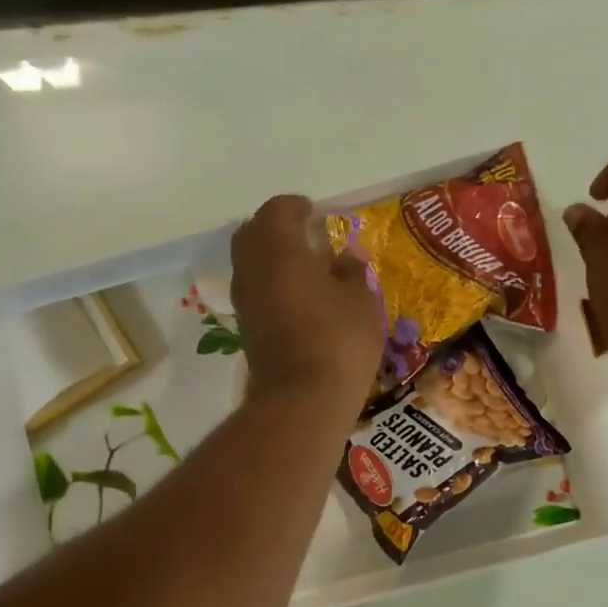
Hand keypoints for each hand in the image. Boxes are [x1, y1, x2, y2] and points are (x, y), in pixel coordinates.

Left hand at [231, 194, 384, 410]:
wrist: (303, 400)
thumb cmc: (339, 340)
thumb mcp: (362, 301)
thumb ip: (353, 272)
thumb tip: (346, 257)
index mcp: (279, 250)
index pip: (277, 211)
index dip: (295, 207)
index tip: (314, 212)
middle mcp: (253, 270)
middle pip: (252, 234)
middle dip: (274, 228)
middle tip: (302, 234)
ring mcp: (245, 302)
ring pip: (249, 264)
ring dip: (270, 257)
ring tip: (302, 267)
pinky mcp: (246, 329)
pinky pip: (254, 292)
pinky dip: (270, 284)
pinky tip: (297, 298)